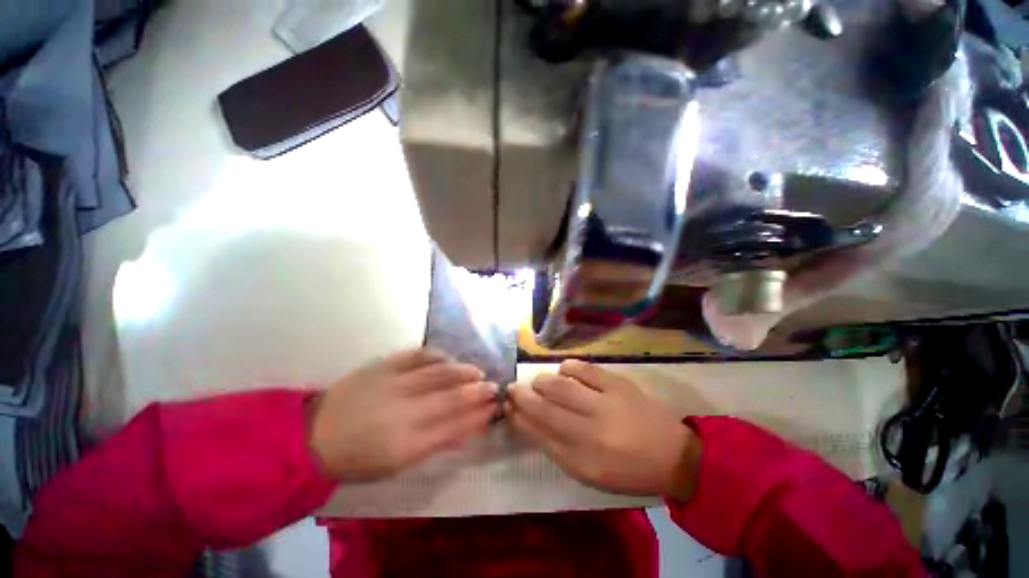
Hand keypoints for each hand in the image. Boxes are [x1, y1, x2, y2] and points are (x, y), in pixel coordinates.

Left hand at [308, 349, 497, 480]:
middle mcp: (404, 411)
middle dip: (477, 391)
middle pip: (451, 398)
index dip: (477, 416)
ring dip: (462, 371)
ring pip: (438, 373)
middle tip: (494, 386)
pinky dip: (436, 355)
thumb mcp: (398, 463)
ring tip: (477, 371)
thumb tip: (466, 430)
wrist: (312, 435)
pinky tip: (448, 357)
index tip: (494, 408)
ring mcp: (393, 384)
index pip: (454, 427)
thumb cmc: (358, 457)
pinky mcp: (382, 366)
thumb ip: (435, 444)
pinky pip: (416, 355)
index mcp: (406, 444)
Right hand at [507, 360, 699, 500]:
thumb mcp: (589, 472)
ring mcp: (605, 403)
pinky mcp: (618, 384)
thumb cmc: (627, 470)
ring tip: (539, 383)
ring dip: (542, 381)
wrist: (673, 454)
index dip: (518, 417)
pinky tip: (565, 373)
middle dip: (521, 394)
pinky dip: (567, 368)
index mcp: (582, 460)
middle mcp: (590, 431)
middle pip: (544, 406)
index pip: (538, 433)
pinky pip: (582, 368)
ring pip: (559, 384)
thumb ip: (557, 448)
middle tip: (513, 388)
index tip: (507, 407)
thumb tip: (529, 422)